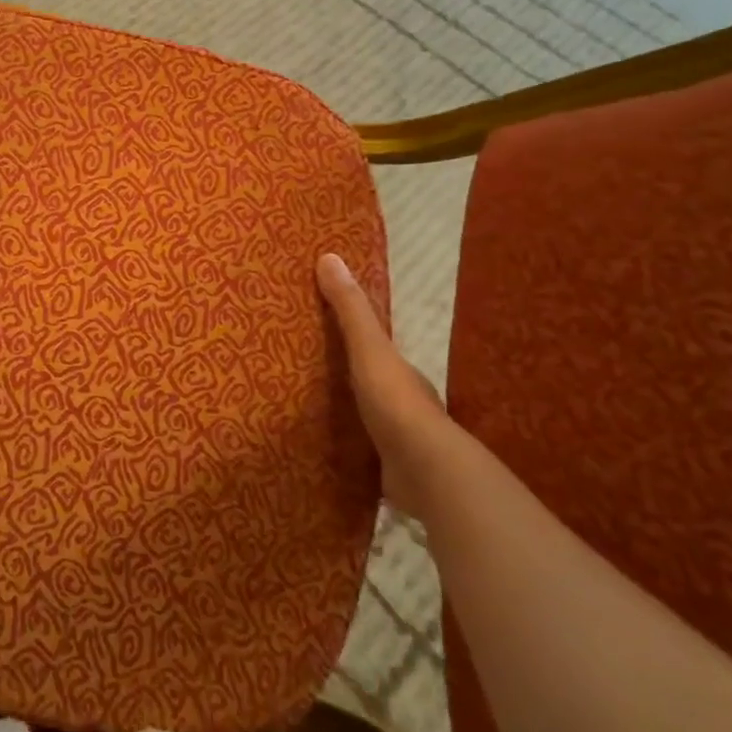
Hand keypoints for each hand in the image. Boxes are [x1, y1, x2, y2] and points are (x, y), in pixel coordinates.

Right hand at [317, 252, 455, 517]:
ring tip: (308, 412)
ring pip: (369, 422)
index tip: (324, 333)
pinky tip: (325, 452)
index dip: (355, 340)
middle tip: (306, 372)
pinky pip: (363, 456)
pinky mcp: (389, 474)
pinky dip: (348, 452)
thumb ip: (351, 310)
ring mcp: (399, 443)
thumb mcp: (369, 348)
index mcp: (401, 374)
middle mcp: (404, 405)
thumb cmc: (396, 402)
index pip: (377, 351)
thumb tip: (329, 257)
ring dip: (348, 417)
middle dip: (347, 380)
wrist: (425, 472)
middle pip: (372, 385)